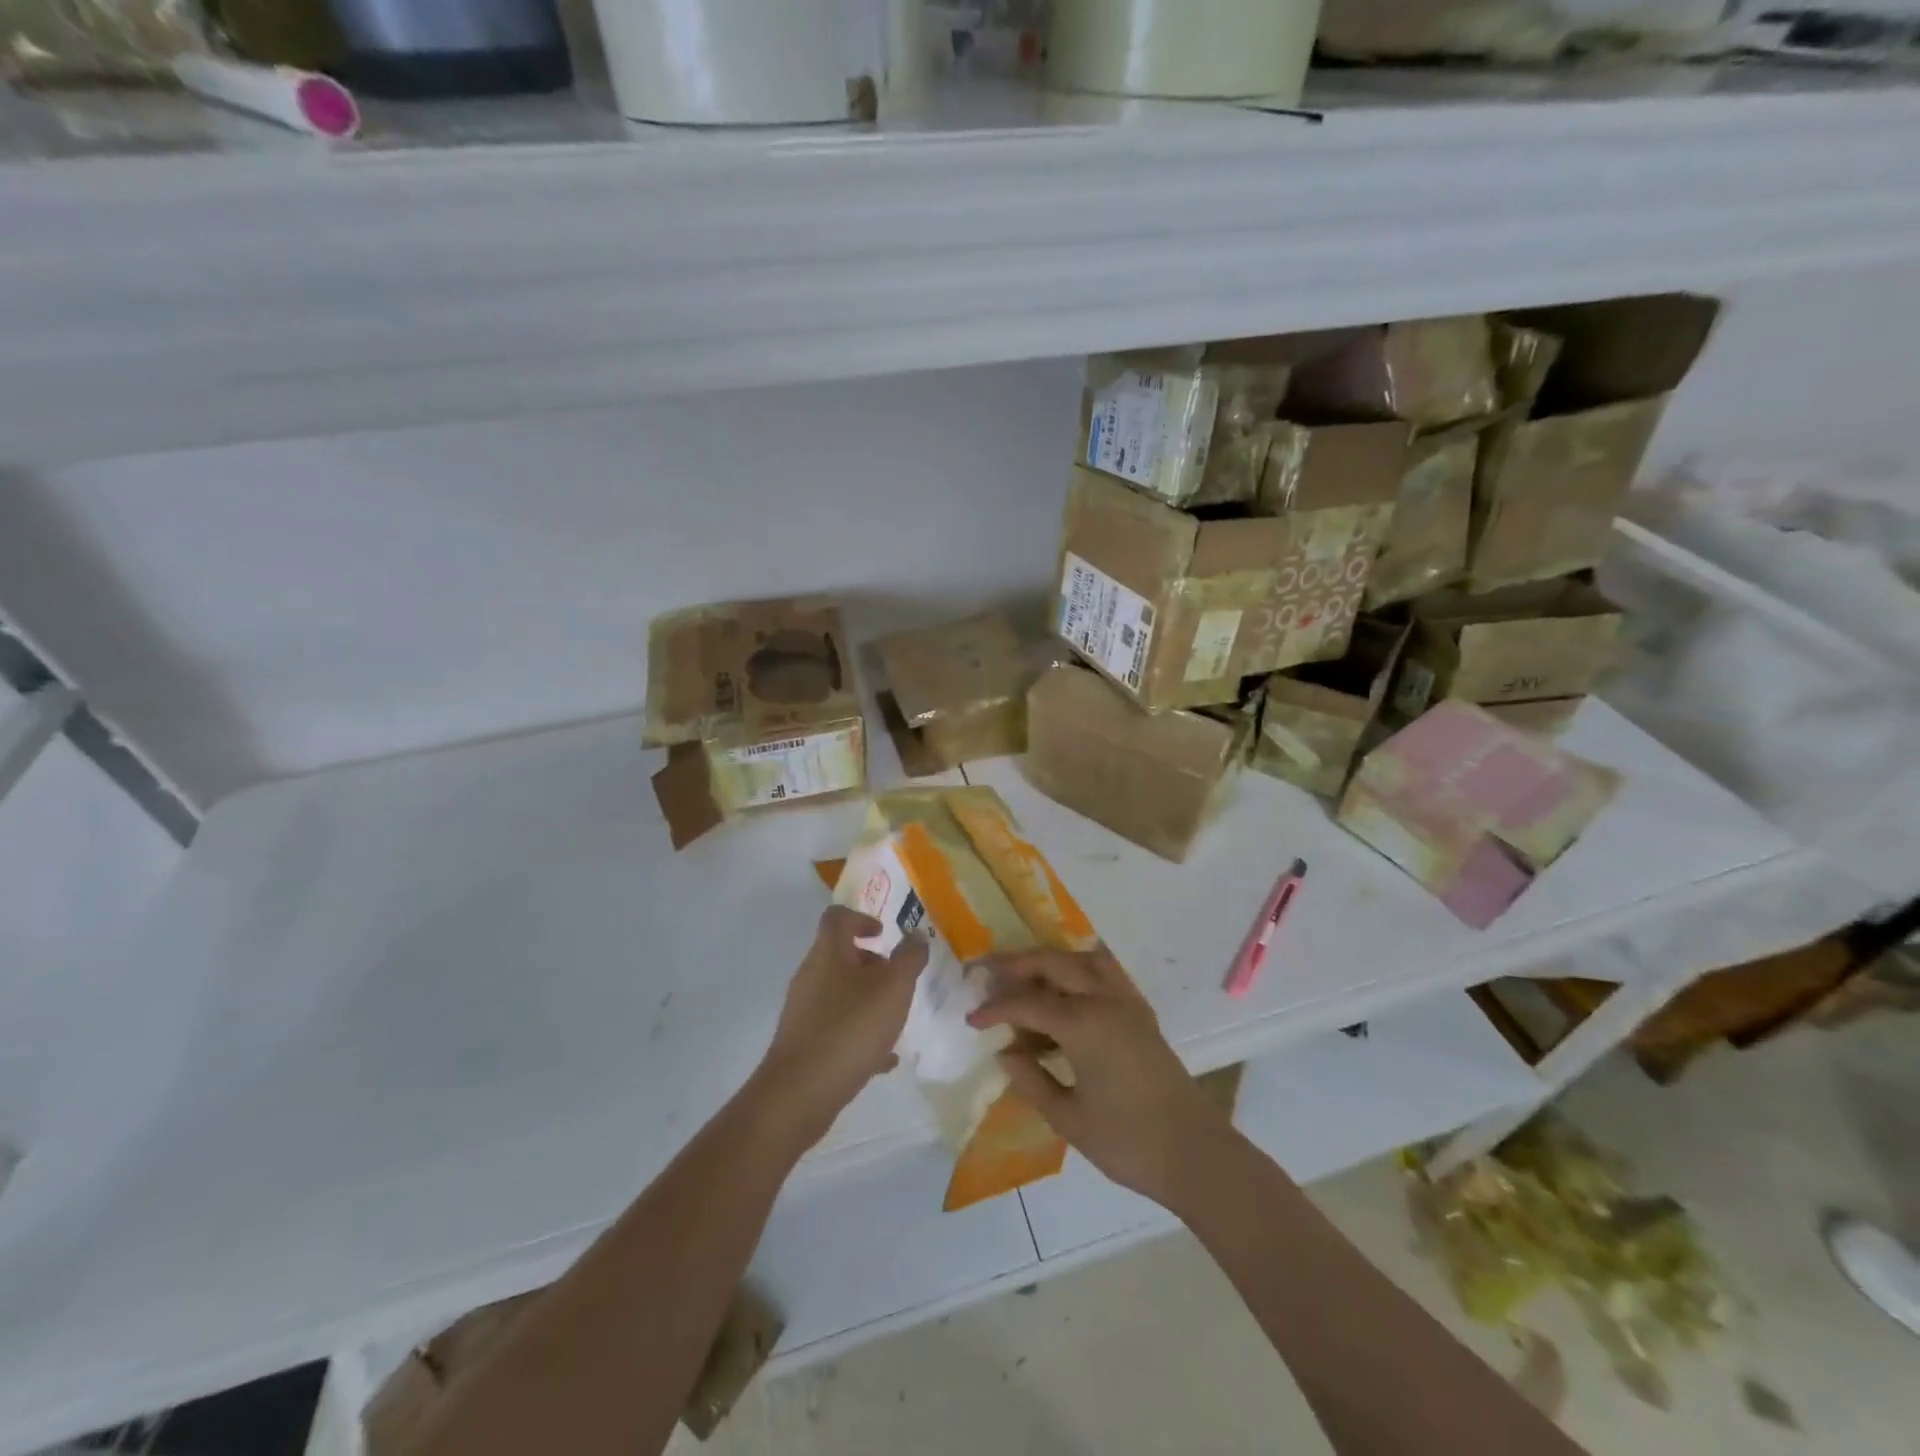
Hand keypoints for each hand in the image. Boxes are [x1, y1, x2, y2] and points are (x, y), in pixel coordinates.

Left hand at [754, 906, 928, 1144]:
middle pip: (840, 955)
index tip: (884, 935)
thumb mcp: (894, 988)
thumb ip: (909, 958)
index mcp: (829, 953)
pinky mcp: (804, 1042)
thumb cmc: (851, 1028)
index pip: (838, 917)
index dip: (861, 918)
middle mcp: (811, 975)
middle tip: (898, 981)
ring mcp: (804, 1010)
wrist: (800, 1093)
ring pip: (840, 993)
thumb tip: (916, 935)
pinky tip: (884, 1059)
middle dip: (872, 964)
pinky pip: (836, 1028)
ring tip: (894, 1021)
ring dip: (867, 999)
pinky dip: (860, 1033)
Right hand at [968, 946, 1230, 1207]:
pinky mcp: (1141, 1011)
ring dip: (1050, 960)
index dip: (995, 1008)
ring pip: (1082, 958)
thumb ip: (1031, 1079)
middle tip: (986, 971)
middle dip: (1016, 964)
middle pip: (1053, 963)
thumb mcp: (1068, 1118)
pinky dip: (1079, 968)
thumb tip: (1005, 1052)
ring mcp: (1127, 1001)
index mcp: (1083, 1024)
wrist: (1195, 1153)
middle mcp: (1105, 1000)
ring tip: (1024, 976)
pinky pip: (1105, 971)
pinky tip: (1065, 990)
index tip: (971, 1018)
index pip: (1027, 1002)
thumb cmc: (1127, 1142)